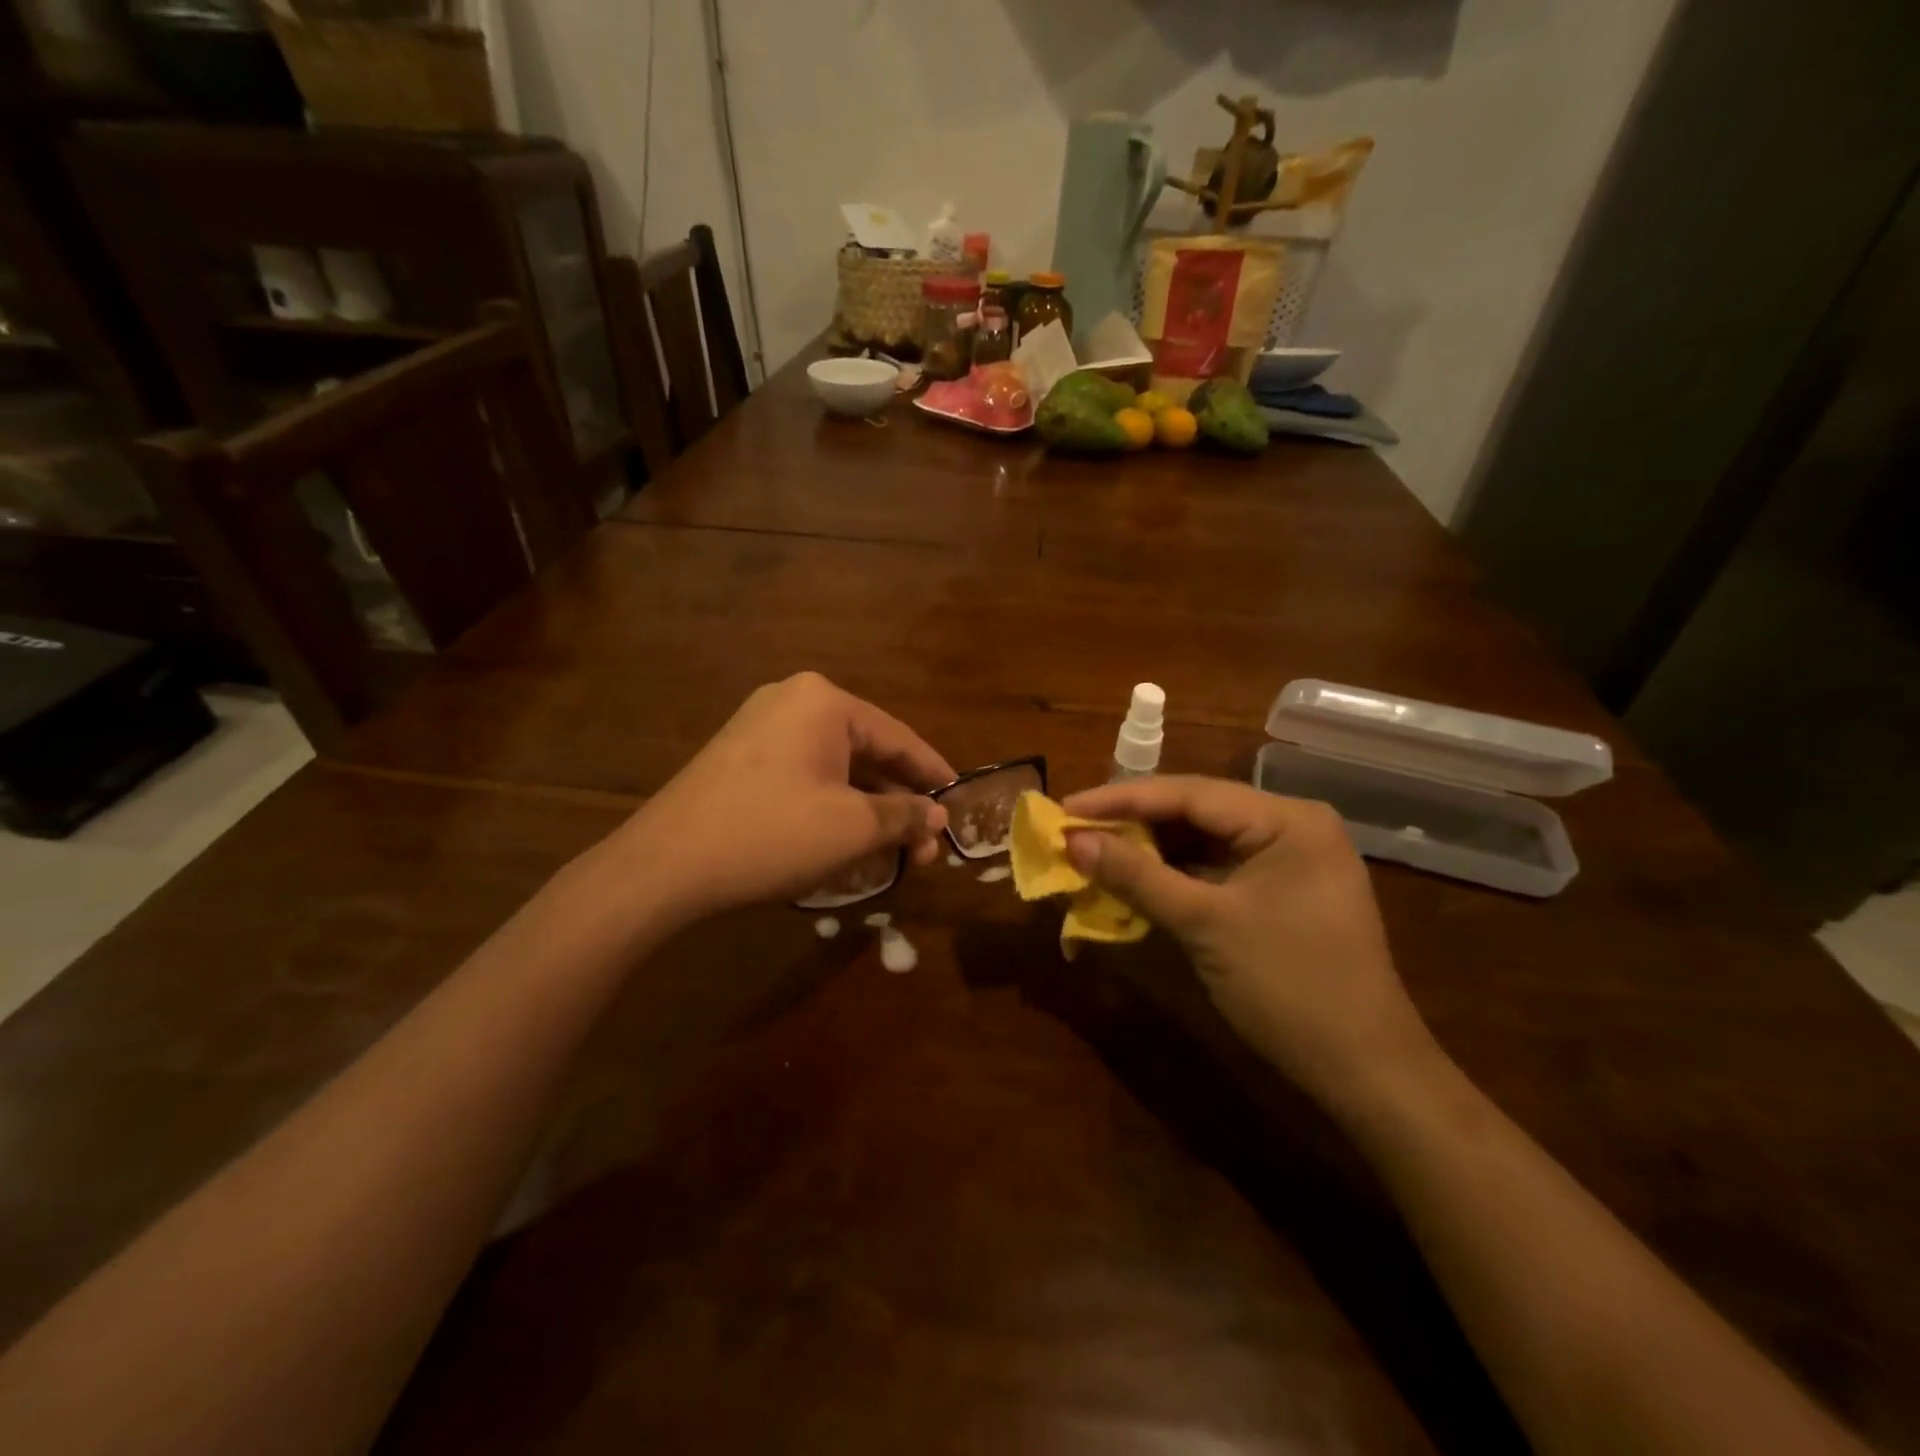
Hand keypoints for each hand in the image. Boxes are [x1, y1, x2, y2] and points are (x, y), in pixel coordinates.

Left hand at [610, 673, 954, 922]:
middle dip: (899, 801)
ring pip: (835, 766)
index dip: (934, 775)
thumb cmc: (773, 834)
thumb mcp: (852, 827)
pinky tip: (846, 837)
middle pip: (866, 751)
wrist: (664, 865)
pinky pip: (803, 774)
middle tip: (925, 845)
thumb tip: (937, 816)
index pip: (899, 737)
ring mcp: (759, 727)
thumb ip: (904, 815)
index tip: (958, 804)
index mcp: (824, 701)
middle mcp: (792, 701)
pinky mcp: (739, 758)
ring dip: (867, 807)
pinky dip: (832, 804)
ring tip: (893, 849)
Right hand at [1061, 776, 1440, 1107]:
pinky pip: (1216, 868)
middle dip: (1133, 822)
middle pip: (1196, 811)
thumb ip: (1136, 876)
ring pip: (1203, 840)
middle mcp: (1291, 825)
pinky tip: (1136, 878)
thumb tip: (1073, 840)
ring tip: (1094, 850)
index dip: (1121, 799)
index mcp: (1286, 819)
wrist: (1365, 1072)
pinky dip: (1174, 875)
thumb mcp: (1204, 925)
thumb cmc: (1288, 987)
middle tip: (1075, 828)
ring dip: (1150, 849)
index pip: (1189, 794)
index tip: (1066, 806)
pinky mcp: (1280, 890)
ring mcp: (1288, 859)